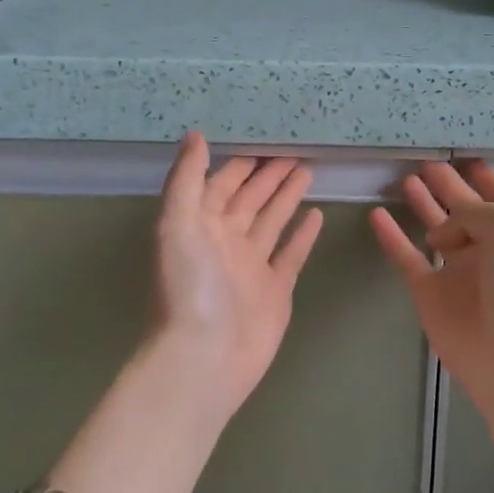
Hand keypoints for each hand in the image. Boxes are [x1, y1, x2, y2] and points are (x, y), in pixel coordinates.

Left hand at [142, 132, 324, 418]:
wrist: (205, 357)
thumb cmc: (190, 287)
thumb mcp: (177, 224)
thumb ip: (186, 179)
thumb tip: (195, 135)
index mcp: (201, 223)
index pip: (223, 183)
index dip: (242, 163)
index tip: (265, 140)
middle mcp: (226, 240)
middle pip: (252, 199)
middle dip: (270, 175)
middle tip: (297, 150)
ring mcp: (252, 266)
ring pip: (273, 221)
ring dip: (288, 197)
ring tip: (308, 171)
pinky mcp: (276, 289)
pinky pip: (291, 254)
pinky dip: (303, 235)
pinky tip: (316, 215)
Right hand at [370, 161, 493, 405]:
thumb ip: (474, 211)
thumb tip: (443, 231)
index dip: (480, 175)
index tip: (462, 156)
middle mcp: (489, 246)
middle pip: (463, 207)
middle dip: (447, 185)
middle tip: (424, 162)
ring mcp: (458, 270)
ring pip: (435, 228)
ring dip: (422, 204)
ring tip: (404, 179)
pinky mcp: (430, 294)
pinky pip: (407, 257)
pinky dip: (392, 237)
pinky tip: (376, 214)